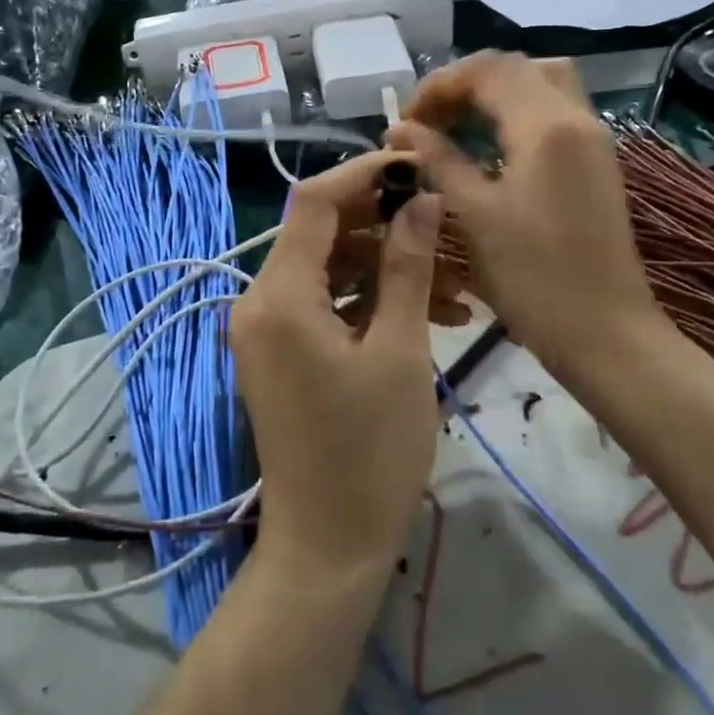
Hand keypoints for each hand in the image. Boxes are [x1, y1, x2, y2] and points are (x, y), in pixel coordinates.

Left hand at [229, 152, 443, 578]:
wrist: (328, 548)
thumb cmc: (369, 453)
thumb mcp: (399, 352)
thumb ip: (407, 267)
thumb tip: (421, 199)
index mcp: (279, 295)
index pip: (314, 201)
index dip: (365, 172)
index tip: (417, 165)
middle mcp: (260, 301)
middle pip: (322, 233)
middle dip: (386, 226)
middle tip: (446, 230)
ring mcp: (268, 328)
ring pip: (331, 268)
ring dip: (388, 269)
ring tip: (454, 290)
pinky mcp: (283, 351)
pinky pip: (327, 304)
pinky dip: (371, 301)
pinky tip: (428, 316)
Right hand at [388, 53, 666, 386]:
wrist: (606, 332)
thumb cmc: (533, 278)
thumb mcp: (475, 215)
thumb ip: (438, 160)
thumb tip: (401, 130)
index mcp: (545, 126)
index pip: (488, 70)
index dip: (439, 85)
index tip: (406, 120)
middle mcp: (576, 118)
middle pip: (517, 67)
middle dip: (465, 84)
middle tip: (430, 119)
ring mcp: (592, 139)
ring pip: (540, 83)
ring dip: (494, 93)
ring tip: (455, 127)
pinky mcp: (596, 161)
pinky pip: (554, 111)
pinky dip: (516, 112)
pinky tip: (489, 147)